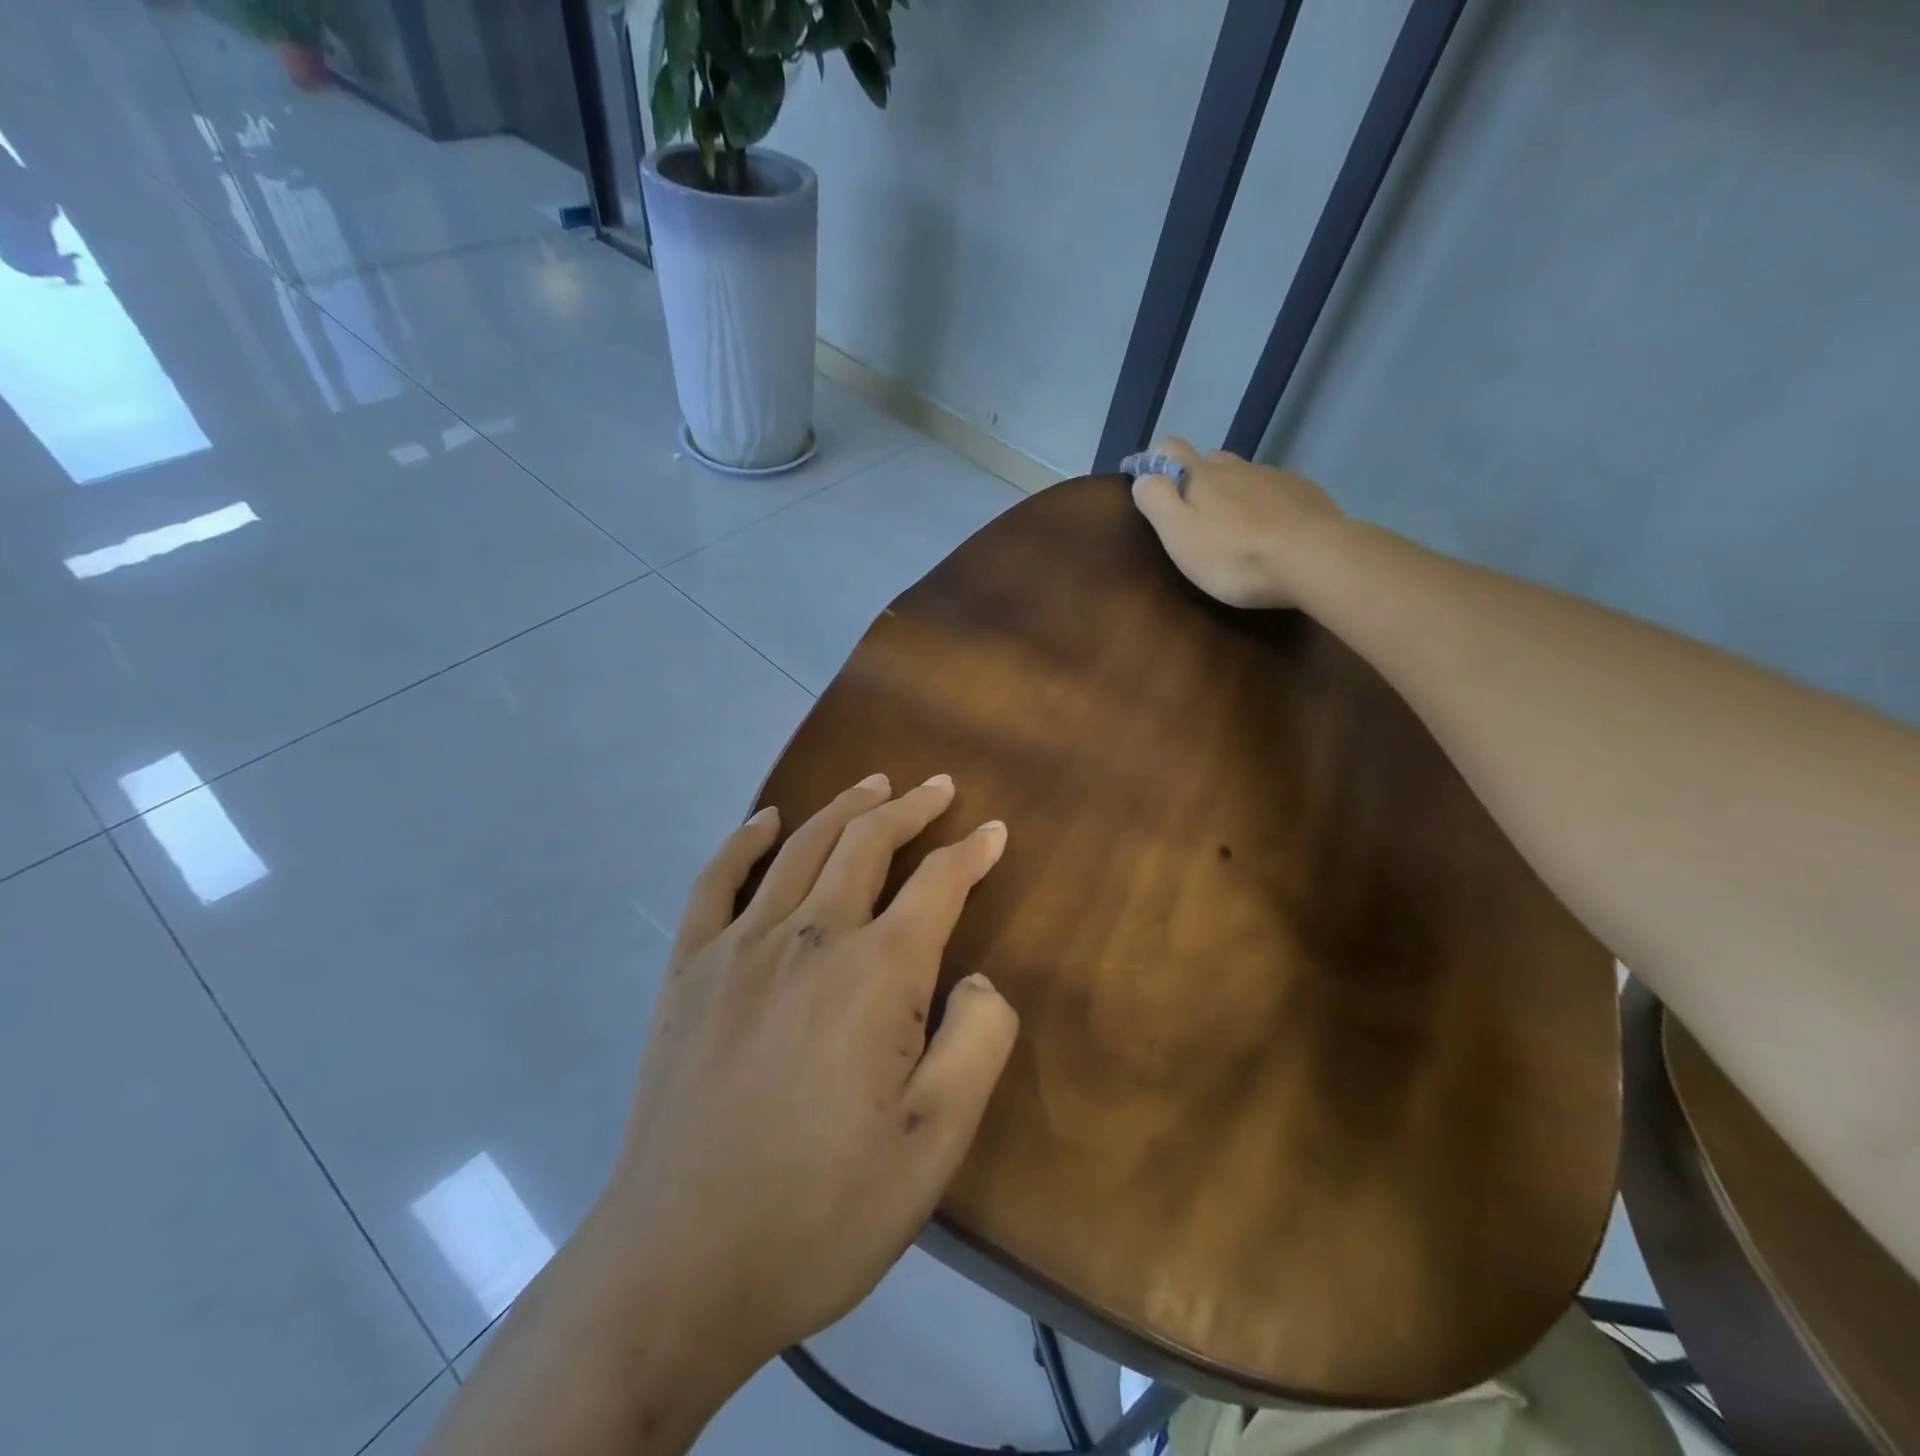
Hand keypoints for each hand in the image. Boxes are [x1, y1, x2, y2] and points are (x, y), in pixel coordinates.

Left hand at [596, 773, 1017, 1378]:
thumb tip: (977, 979)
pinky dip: (744, 841)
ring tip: (873, 784)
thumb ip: (978, 1042)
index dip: (973, 853)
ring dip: (843, 808)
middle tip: (936, 787)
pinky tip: (764, 820)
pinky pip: (716, 882)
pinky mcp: (688, 972)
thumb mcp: (937, 1142)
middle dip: (909, 809)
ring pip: (801, 848)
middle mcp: (809, 937)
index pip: (938, 885)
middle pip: (867, 844)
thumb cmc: (824, 1209)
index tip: (996, 831)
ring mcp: (739, 948)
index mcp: (876, 973)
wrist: (680, 1266)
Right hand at [1129, 437, 1345, 608]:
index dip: (1157, 460)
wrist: (1313, 559)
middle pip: (1212, 460)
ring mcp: (1276, 478)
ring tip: (1234, 524)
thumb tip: (1143, 477)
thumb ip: (1156, 501)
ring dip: (1235, 491)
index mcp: (1202, 476)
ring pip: (1246, 475)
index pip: (1172, 449)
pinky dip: (1266, 504)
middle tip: (1194, 512)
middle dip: (1198, 477)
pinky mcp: (1306, 494)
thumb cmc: (1234, 555)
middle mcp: (1238, 467)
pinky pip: (1277, 491)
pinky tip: (1270, 529)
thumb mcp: (1179, 534)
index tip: (1150, 481)